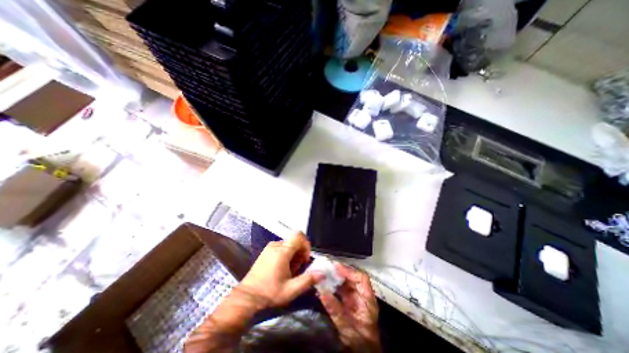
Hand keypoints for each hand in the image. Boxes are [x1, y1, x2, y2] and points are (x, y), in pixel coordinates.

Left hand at [238, 233, 323, 309]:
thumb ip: (308, 280)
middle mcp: (276, 245)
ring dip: (294, 255)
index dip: (306, 244)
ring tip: (289, 271)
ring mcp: (270, 247)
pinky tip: (282, 269)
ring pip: (289, 245)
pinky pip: (282, 247)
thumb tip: (322, 273)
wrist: (246, 297)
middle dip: (300, 253)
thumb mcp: (291, 290)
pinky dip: (286, 255)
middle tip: (297, 269)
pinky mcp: (266, 251)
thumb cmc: (269, 293)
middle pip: (295, 241)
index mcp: (282, 252)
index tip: (305, 258)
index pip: (298, 235)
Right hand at [320, 263, 377, 351]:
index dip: (350, 271)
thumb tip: (322, 293)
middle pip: (353, 278)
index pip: (361, 278)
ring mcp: (356, 299)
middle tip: (328, 269)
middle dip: (341, 273)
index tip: (337, 268)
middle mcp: (362, 296)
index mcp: (367, 299)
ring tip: (325, 275)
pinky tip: (325, 287)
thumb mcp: (347, 326)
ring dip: (336, 279)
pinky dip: (334, 287)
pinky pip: (341, 291)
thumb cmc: (359, 341)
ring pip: (347, 283)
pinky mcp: (349, 303)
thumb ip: (335, 309)